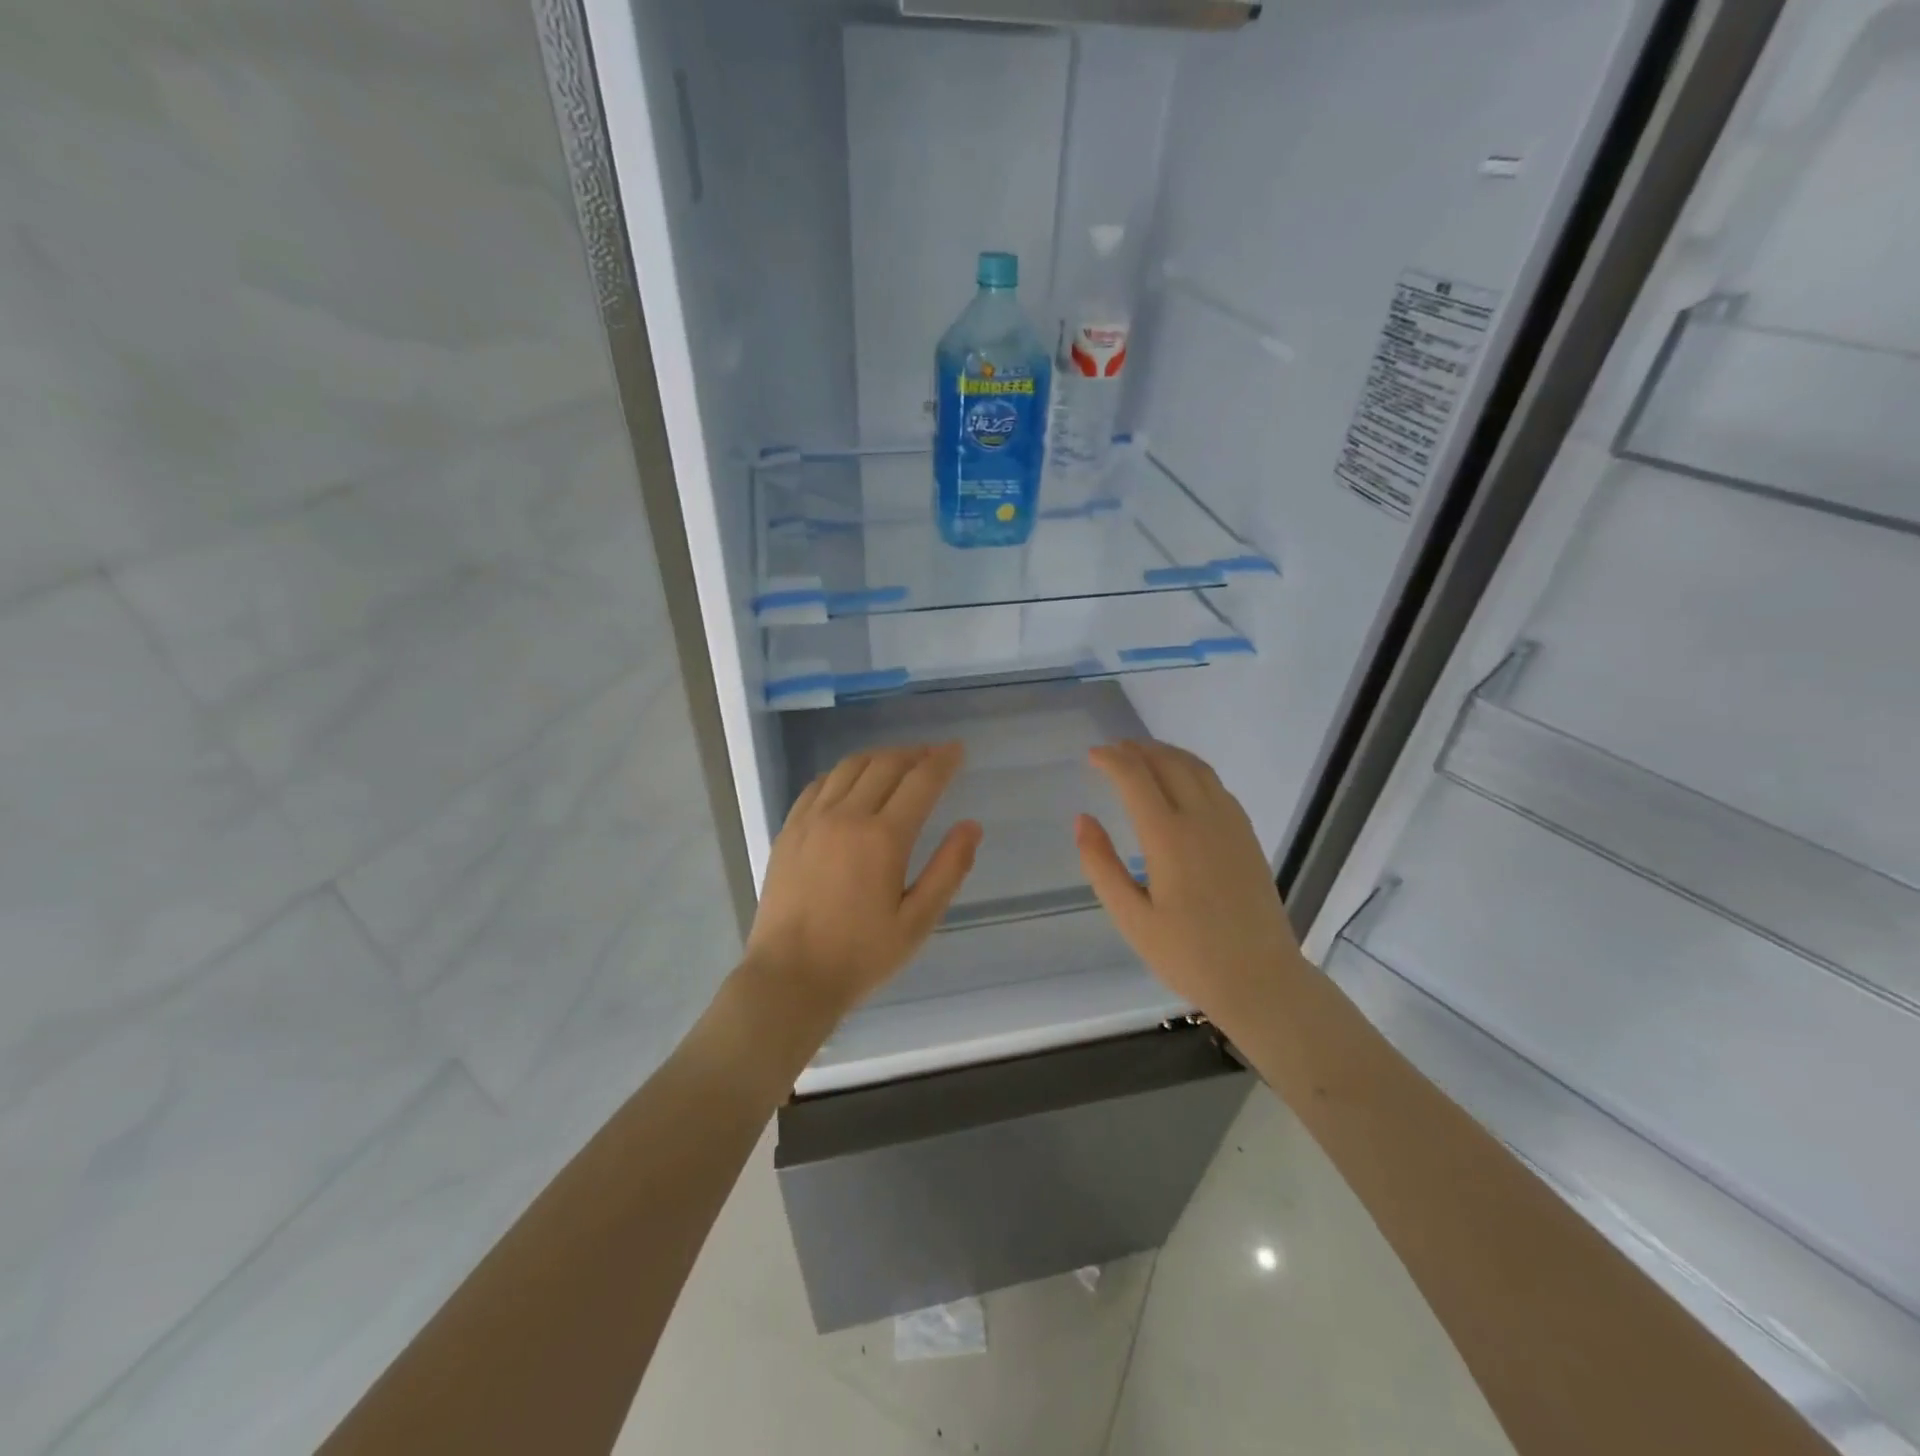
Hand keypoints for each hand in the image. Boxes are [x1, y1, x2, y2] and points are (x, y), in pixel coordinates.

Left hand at [743, 743, 981, 1023]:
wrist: (789, 977)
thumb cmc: (860, 956)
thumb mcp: (917, 922)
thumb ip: (948, 870)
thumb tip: (971, 826)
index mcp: (883, 838)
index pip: (921, 781)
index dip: (943, 761)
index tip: (957, 749)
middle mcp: (846, 816)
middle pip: (885, 764)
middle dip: (914, 753)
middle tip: (933, 756)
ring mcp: (812, 820)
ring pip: (850, 767)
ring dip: (879, 757)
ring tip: (898, 763)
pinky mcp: (789, 830)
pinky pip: (818, 784)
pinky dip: (843, 773)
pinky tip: (852, 782)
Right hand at [1076, 739, 1301, 1027]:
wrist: (1261, 979)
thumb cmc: (1189, 955)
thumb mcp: (1131, 919)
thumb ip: (1101, 866)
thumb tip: (1082, 820)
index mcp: (1169, 838)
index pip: (1136, 778)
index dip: (1111, 760)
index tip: (1091, 755)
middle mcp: (1203, 819)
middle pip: (1168, 763)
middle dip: (1136, 750)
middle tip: (1112, 750)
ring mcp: (1231, 824)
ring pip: (1196, 768)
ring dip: (1165, 753)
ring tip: (1141, 755)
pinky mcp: (1247, 835)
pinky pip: (1216, 785)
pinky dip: (1190, 769)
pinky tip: (1180, 782)